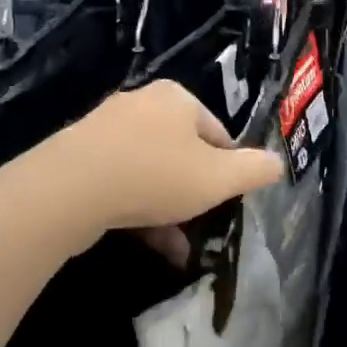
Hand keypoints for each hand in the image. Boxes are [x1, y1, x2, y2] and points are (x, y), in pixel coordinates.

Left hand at [50, 81, 284, 236]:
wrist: (69, 190)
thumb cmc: (155, 175)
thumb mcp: (219, 178)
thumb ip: (254, 170)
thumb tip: (277, 163)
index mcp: (176, 98)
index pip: (218, 133)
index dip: (228, 170)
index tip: (226, 201)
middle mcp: (140, 105)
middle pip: (182, 153)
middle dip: (195, 194)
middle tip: (204, 225)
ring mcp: (105, 130)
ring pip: (151, 172)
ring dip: (169, 210)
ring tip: (180, 248)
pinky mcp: (79, 158)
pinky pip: (122, 183)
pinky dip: (139, 211)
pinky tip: (153, 245)